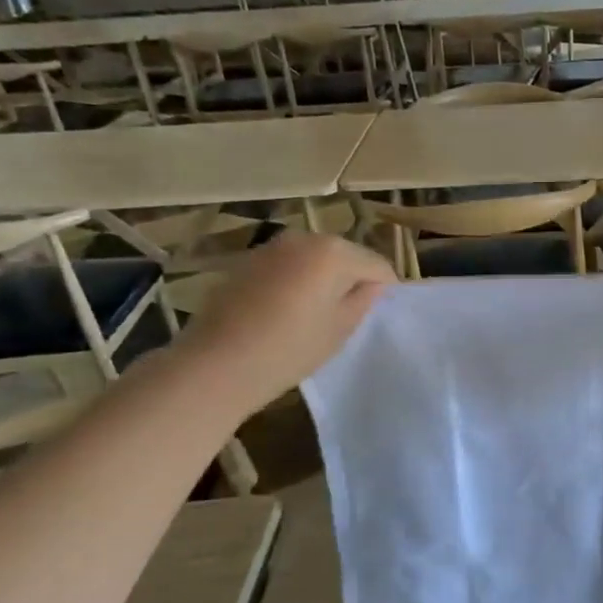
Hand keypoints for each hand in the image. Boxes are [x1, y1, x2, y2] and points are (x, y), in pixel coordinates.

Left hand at [182, 231, 393, 397]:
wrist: (216, 364)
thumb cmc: (290, 348)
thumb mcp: (340, 329)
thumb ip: (364, 300)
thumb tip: (374, 285)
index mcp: (333, 252)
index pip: (376, 264)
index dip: (385, 289)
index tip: (380, 315)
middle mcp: (303, 239)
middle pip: (345, 256)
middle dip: (353, 280)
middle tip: (350, 316)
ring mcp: (271, 248)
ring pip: (314, 260)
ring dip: (322, 280)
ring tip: (317, 316)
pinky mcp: (247, 262)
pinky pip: (287, 267)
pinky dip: (295, 282)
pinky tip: (286, 312)